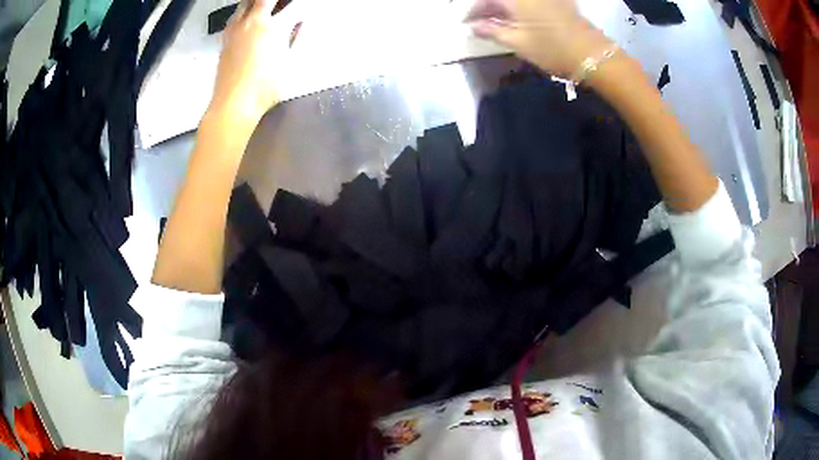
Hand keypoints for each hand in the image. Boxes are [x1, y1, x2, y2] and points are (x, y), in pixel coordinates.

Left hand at [208, 0, 299, 124]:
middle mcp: (251, 22)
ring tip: (264, 8)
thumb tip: (300, 23)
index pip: (290, 6)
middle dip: (273, 1)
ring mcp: (235, 30)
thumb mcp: (288, 63)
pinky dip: (243, 12)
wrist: (233, 104)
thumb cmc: (266, 87)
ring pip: (244, 4)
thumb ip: (295, 38)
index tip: (300, 10)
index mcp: (271, 27)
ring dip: (256, 2)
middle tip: (281, 5)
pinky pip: (234, 17)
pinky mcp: (224, 40)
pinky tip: (248, 20)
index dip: (297, 6)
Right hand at [466, 0, 613, 77]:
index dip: (473, 9)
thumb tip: (473, 26)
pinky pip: (531, 1)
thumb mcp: (518, 42)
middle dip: (488, 6)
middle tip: (482, 22)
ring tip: (498, 21)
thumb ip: (492, 31)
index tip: (467, 22)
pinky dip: (520, 6)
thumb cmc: (552, 49)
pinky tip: (518, 17)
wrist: (592, 55)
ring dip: (504, 6)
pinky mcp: (558, 0)